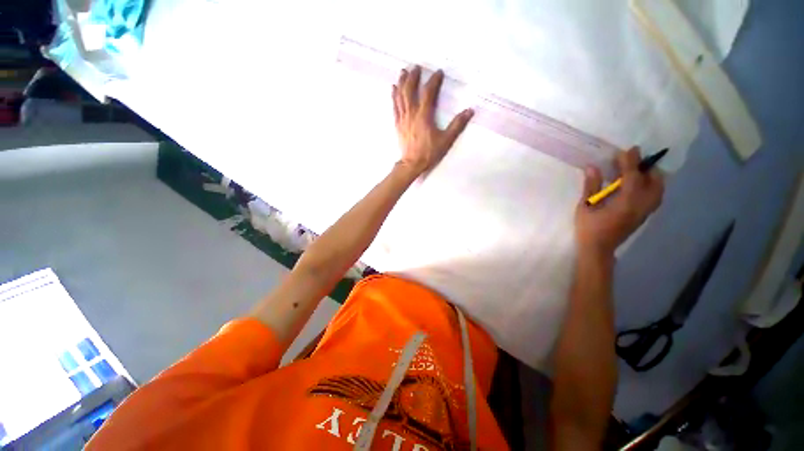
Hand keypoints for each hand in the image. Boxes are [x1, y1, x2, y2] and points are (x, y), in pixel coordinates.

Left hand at [393, 66, 473, 175]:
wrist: (412, 164)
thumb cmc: (429, 153)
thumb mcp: (446, 140)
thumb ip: (457, 125)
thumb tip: (470, 111)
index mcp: (424, 116)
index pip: (428, 93)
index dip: (433, 81)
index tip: (438, 72)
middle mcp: (411, 114)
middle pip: (410, 90)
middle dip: (413, 77)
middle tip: (417, 66)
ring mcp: (403, 118)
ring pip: (400, 96)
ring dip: (402, 82)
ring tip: (403, 71)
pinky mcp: (398, 124)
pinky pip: (394, 106)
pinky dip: (394, 96)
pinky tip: (393, 88)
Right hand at [575, 147, 663, 256]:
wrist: (598, 249)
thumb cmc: (588, 228)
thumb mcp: (585, 206)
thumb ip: (591, 186)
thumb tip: (592, 167)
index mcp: (625, 202)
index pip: (632, 177)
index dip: (630, 162)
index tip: (629, 150)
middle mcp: (641, 205)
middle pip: (654, 181)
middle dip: (646, 168)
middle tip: (633, 160)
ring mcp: (645, 212)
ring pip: (658, 189)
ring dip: (651, 177)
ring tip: (638, 171)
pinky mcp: (644, 216)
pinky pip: (655, 196)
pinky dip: (651, 186)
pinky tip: (639, 185)